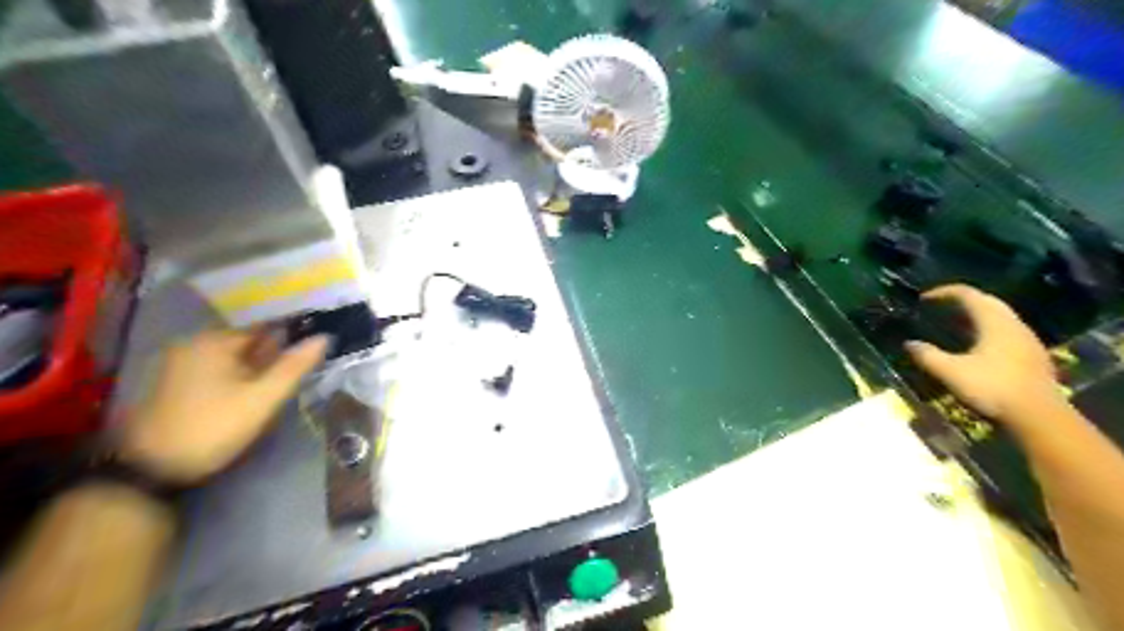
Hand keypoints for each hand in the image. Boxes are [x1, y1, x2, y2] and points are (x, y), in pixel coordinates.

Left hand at [119, 327, 328, 484]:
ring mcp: (183, 362)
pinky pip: (220, 367)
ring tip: (284, 379)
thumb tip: (324, 337)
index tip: (316, 344)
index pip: (264, 325)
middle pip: (249, 340)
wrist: (152, 467)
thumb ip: (294, 366)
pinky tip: (254, 390)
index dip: (292, 333)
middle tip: (303, 366)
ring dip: (259, 364)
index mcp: (215, 340)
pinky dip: (240, 374)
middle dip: (276, 351)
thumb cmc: (214, 426)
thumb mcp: (262, 398)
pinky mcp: (178, 382)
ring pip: (235, 355)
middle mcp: (196, 343)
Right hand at [903, 290, 1063, 426]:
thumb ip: (928, 356)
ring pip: (999, 316)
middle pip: (987, 301)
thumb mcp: (951, 372)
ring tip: (954, 324)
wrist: (1040, 417)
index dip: (944, 292)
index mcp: (994, 323)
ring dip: (976, 314)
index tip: (923, 298)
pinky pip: (1006, 330)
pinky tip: (976, 345)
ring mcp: (1026, 339)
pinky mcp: (1032, 355)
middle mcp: (1013, 325)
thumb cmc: (993, 388)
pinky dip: (987, 328)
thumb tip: (909, 344)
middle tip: (939, 307)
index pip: (968, 294)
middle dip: (962, 300)